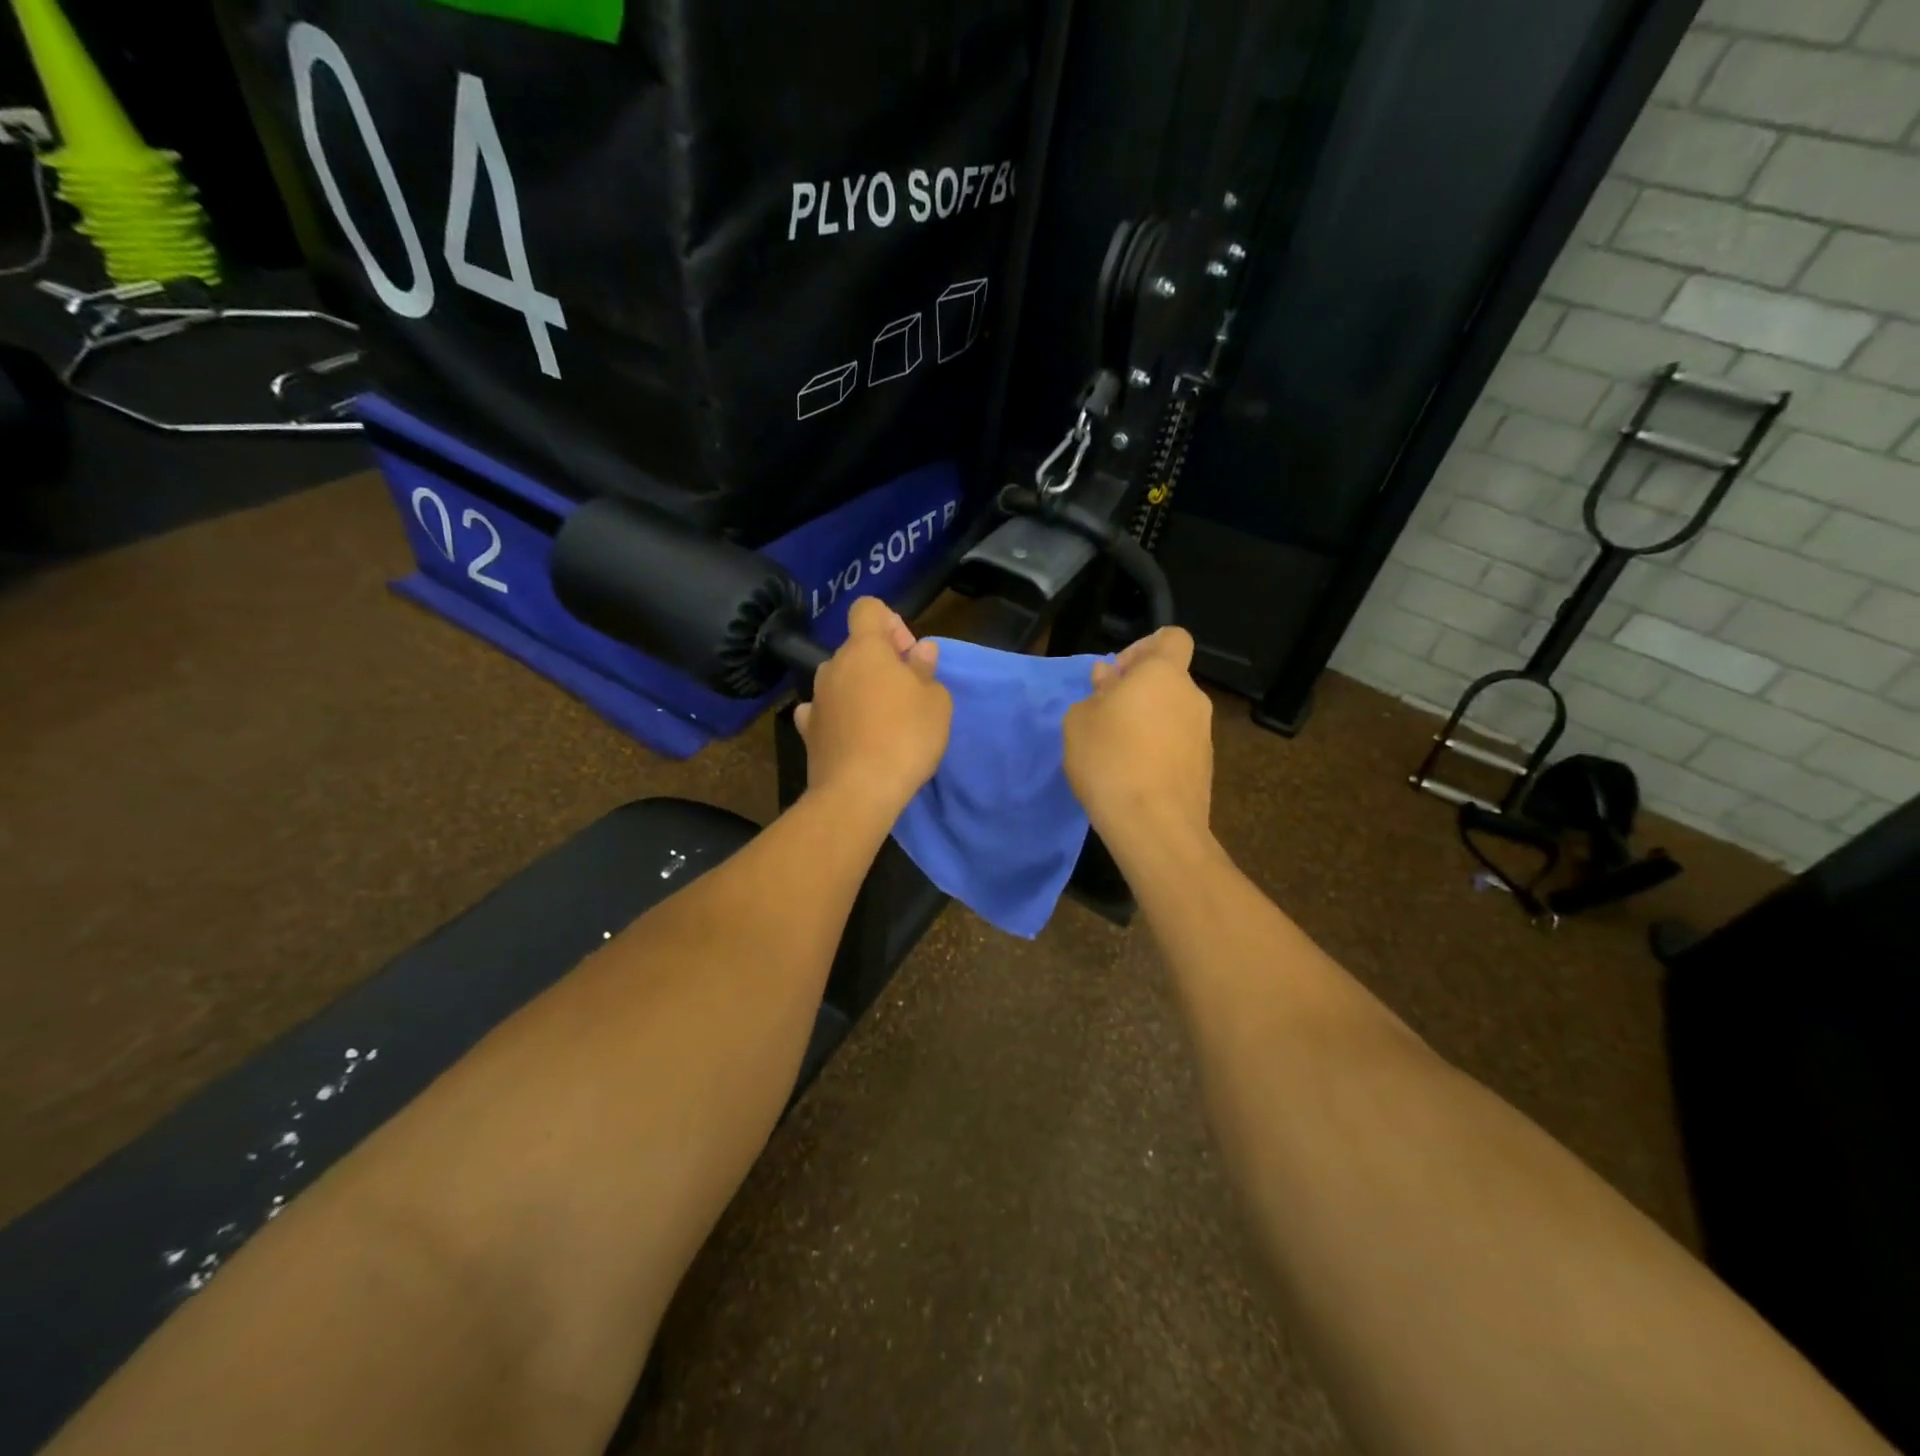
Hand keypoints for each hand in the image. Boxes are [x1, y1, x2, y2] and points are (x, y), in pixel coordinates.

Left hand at [794, 597, 951, 820]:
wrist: (858, 792)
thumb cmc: (906, 737)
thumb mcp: (936, 702)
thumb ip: (926, 670)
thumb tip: (920, 651)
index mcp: (866, 649)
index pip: (868, 608)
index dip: (890, 622)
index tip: (907, 653)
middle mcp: (834, 665)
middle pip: (856, 648)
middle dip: (881, 662)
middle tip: (906, 693)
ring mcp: (816, 698)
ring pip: (840, 679)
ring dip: (859, 689)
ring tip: (881, 720)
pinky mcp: (807, 730)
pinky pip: (823, 710)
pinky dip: (837, 715)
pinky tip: (851, 734)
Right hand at [1063, 627, 1213, 856]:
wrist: (1154, 825)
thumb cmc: (1109, 759)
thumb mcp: (1079, 721)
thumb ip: (1095, 694)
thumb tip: (1108, 680)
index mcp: (1164, 674)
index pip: (1171, 638)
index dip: (1144, 647)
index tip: (1117, 674)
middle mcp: (1192, 698)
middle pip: (1168, 680)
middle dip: (1138, 691)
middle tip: (1105, 716)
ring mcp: (1203, 734)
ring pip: (1171, 714)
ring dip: (1147, 723)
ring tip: (1115, 751)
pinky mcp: (1204, 768)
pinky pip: (1176, 745)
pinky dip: (1157, 750)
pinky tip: (1132, 775)